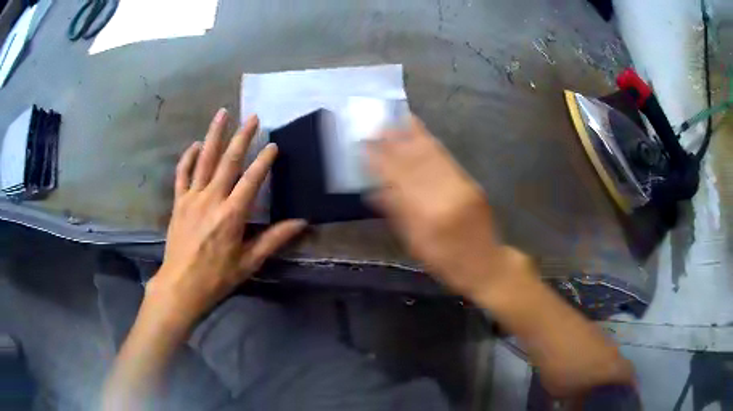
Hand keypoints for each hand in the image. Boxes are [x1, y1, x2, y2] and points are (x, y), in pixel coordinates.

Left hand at [147, 109, 305, 326]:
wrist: (181, 286)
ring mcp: (192, 198)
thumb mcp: (249, 262)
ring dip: (214, 135)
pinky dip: (189, 157)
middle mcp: (212, 199)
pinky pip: (182, 174)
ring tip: (223, 113)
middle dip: (242, 137)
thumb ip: (274, 239)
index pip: (252, 179)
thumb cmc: (217, 277)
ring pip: (204, 160)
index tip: (273, 145)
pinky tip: (196, 144)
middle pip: (229, 161)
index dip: (264, 161)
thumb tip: (301, 223)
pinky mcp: (178, 202)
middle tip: (253, 117)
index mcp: (232, 214)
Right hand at [367, 115, 519, 297]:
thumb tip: (375, 191)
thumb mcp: (416, 246)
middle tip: (377, 126)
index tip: (365, 146)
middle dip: (394, 143)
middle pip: (415, 163)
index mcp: (427, 216)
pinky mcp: (470, 182)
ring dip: (412, 136)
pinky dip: (431, 143)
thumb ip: (397, 216)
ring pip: (432, 157)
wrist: (486, 264)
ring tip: (396, 120)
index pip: (398, 181)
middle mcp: (445, 195)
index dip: (381, 161)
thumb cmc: (446, 262)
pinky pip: (446, 159)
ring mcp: (460, 186)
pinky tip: (421, 133)